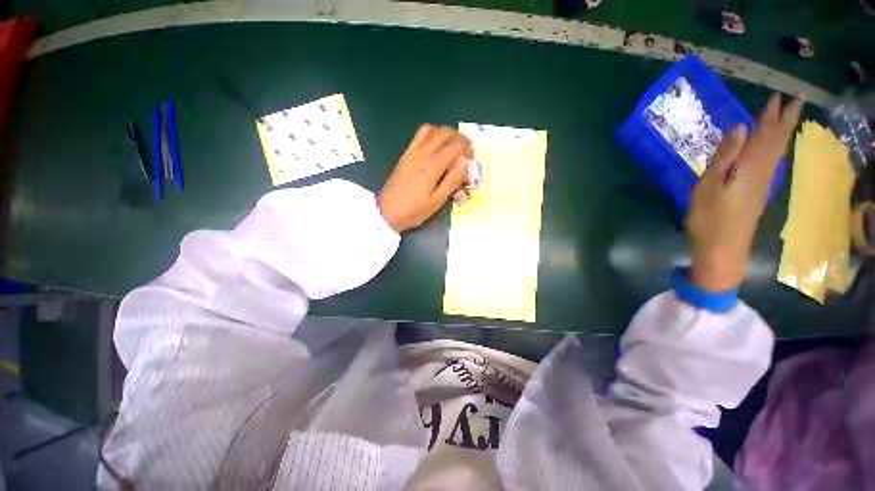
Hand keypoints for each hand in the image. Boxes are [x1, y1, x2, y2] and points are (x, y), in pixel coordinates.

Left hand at [378, 125, 472, 232]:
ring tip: (450, 147)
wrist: (386, 213)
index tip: (472, 158)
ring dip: (444, 134)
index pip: (455, 146)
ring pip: (431, 130)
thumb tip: (465, 162)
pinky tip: (435, 148)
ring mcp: (411, 152)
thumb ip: (452, 180)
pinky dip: (431, 135)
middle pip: (444, 133)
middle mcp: (422, 153)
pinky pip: (419, 136)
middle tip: (465, 151)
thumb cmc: (414, 211)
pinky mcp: (405, 155)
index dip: (467, 148)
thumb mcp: (437, 201)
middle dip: (459, 138)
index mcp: (432, 166)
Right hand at [686, 93, 803, 291]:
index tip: (779, 96)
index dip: (772, 115)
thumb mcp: (709, 186)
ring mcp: (761, 183)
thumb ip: (725, 157)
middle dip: (785, 119)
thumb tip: (741, 127)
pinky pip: (771, 162)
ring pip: (776, 151)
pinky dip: (775, 148)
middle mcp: (762, 171)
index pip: (766, 135)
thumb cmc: (709, 218)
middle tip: (794, 99)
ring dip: (781, 132)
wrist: (722, 248)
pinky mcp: (756, 192)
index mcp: (750, 167)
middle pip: (777, 141)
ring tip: (786, 117)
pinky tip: (773, 146)